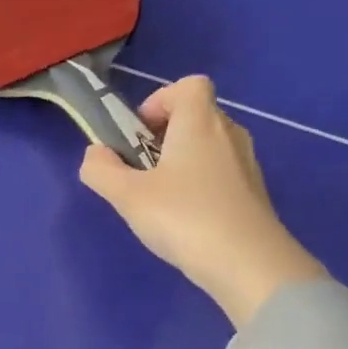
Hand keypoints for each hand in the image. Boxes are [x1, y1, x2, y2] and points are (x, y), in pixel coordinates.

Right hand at [79, 75, 326, 328]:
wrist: (246, 262)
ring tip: (158, 200)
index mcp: (199, 123)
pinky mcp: (252, 193)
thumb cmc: (183, 218)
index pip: (188, 86)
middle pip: (196, 116)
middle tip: (140, 172)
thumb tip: (94, 154)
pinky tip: (184, 220)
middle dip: (163, 136)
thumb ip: (101, 171)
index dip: (159, 102)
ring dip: (180, 163)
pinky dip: (199, 185)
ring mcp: (245, 164)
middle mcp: (228, 133)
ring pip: (208, 147)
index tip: (137, 135)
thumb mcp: (127, 196)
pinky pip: (220, 174)